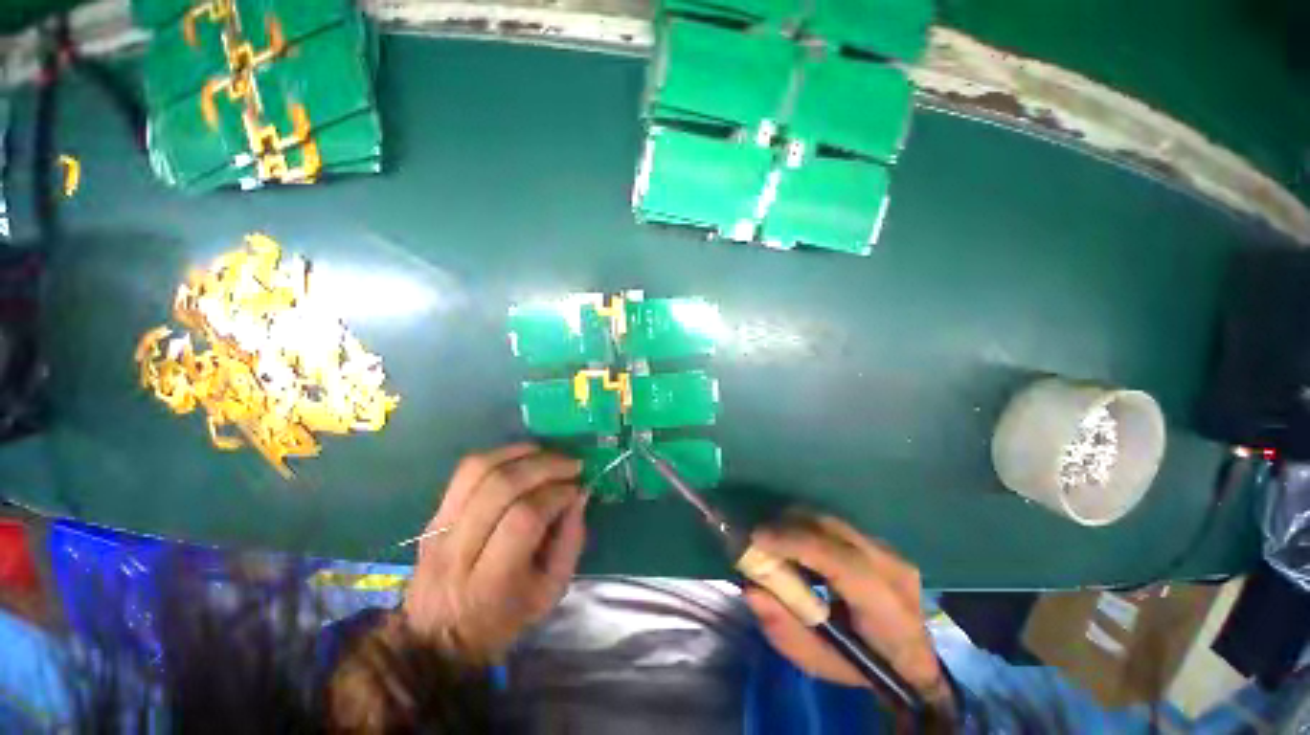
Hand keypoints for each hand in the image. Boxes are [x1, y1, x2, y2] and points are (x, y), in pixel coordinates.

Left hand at [403, 444, 586, 663]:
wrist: (435, 639)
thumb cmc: (503, 619)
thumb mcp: (550, 592)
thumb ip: (570, 541)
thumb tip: (579, 494)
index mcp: (491, 581)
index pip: (524, 519)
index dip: (556, 495)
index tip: (577, 488)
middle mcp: (458, 551)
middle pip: (500, 487)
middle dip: (544, 466)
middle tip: (571, 464)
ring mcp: (439, 530)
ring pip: (478, 471)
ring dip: (520, 453)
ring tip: (547, 454)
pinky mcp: (432, 516)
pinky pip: (464, 472)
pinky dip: (498, 455)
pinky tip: (522, 456)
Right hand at [743, 515, 950, 708]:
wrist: (913, 659)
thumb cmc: (865, 667)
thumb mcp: (820, 664)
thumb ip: (785, 629)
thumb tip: (752, 589)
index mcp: (887, 610)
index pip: (842, 562)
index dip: (796, 543)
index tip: (757, 538)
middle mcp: (892, 569)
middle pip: (832, 529)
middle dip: (788, 526)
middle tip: (759, 538)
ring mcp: (890, 550)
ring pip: (832, 521)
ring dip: (797, 524)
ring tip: (775, 541)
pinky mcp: (881, 541)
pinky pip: (836, 525)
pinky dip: (809, 528)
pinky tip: (797, 545)